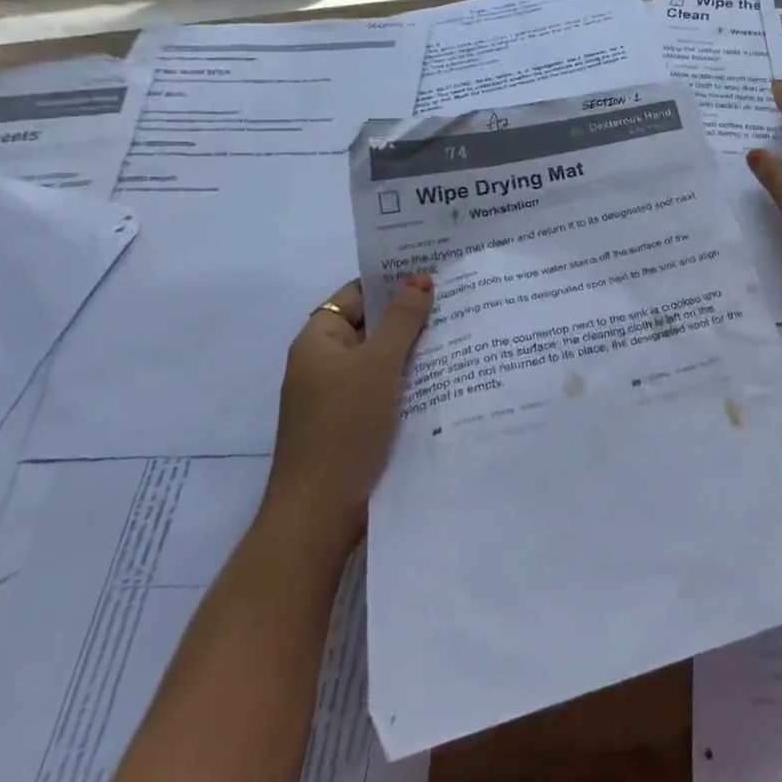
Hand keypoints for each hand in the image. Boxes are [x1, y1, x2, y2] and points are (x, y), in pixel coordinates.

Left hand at [261, 274, 433, 558]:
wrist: (320, 513)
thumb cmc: (344, 426)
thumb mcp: (378, 363)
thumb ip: (402, 318)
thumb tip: (421, 277)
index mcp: (318, 341)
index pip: (357, 294)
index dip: (392, 279)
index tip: (435, 268)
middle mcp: (325, 362)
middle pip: (372, 323)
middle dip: (411, 312)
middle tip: (459, 294)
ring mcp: (339, 394)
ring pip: (383, 356)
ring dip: (415, 345)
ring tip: (463, 327)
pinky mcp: (355, 421)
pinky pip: (386, 384)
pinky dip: (411, 375)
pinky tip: (448, 371)